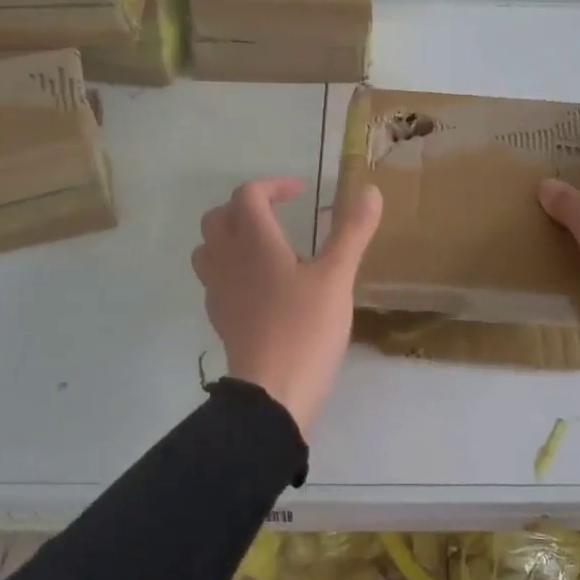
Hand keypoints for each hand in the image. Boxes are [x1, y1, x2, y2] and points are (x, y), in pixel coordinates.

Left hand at [191, 177, 384, 436]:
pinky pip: (216, 282)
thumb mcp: (337, 277)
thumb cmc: (306, 329)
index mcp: (255, 243)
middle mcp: (228, 261)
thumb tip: (371, 190)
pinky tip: (262, 288)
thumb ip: (352, 232)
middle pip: (218, 218)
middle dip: (246, 208)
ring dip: (231, 238)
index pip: (248, 195)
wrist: (272, 393)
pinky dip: (233, 271)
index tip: (301, 194)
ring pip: (209, 250)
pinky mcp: (221, 320)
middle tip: (278, 215)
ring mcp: (219, 292)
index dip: (273, 186)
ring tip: (265, 248)